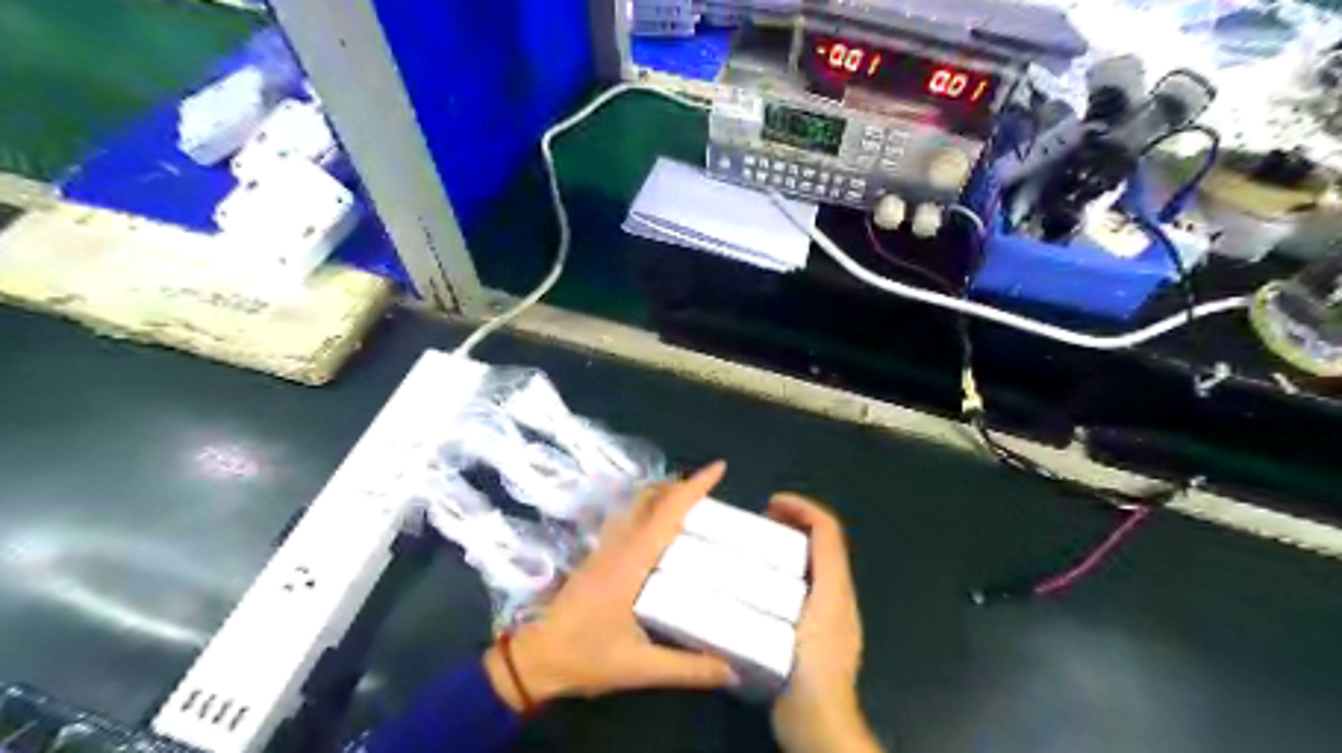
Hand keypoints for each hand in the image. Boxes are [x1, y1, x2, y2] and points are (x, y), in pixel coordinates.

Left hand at [483, 461, 731, 707]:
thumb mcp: (639, 668)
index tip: (719, 468)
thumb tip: (732, 671)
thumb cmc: (584, 657)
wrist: (533, 660)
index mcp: (630, 562)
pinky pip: (628, 521)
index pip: (666, 513)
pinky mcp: (597, 559)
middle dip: (681, 486)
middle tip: (713, 492)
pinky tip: (661, 534)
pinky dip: (650, 513)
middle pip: (650, 499)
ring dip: (663, 496)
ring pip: (636, 507)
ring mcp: (604, 550)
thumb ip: (688, 669)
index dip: (694, 487)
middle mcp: (617, 547)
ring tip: (693, 506)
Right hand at [767, 493, 882, 751]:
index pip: (828, 531)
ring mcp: (825, 614)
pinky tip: (757, 583)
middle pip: (821, 544)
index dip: (803, 508)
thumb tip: (795, 536)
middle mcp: (836, 594)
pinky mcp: (811, 631)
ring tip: (755, 546)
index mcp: (837, 586)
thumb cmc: (814, 666)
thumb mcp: (818, 614)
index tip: (771, 502)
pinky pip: (799, 586)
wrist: (819, 720)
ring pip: (810, 564)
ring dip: (787, 545)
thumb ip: (819, 572)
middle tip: (759, 522)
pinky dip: (782, 571)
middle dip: (794, 523)